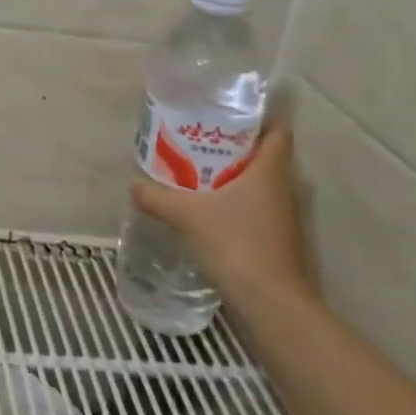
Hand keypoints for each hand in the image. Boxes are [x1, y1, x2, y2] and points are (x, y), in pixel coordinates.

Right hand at [128, 124, 314, 307]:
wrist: (271, 303)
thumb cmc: (236, 243)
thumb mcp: (187, 215)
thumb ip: (157, 197)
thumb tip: (133, 186)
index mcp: (269, 171)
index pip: (277, 131)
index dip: (260, 117)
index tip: (230, 110)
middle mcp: (282, 189)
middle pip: (264, 155)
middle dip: (235, 145)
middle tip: (200, 137)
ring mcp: (282, 217)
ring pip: (259, 184)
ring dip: (233, 175)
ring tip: (196, 169)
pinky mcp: (276, 240)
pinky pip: (255, 208)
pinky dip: (234, 202)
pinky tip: (207, 208)